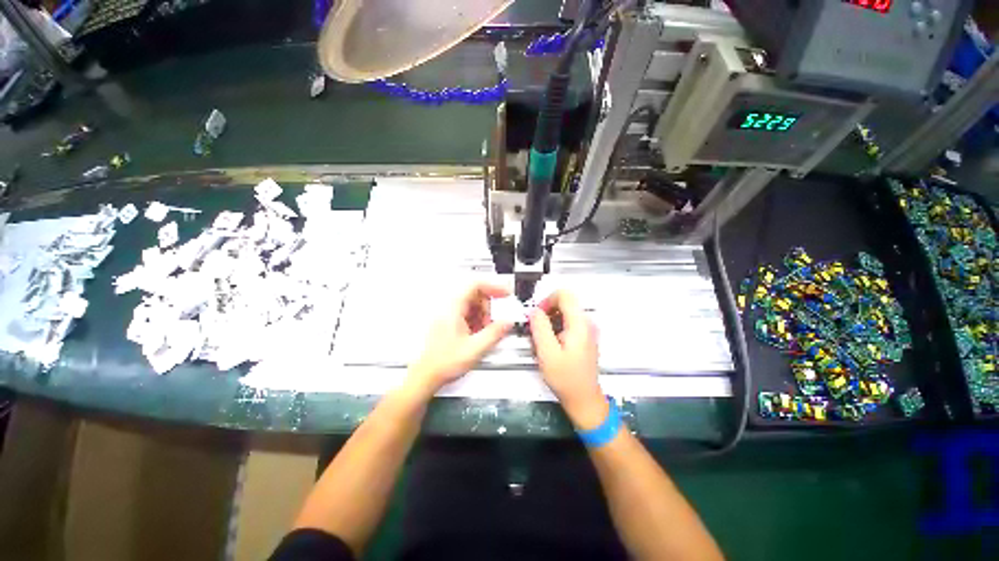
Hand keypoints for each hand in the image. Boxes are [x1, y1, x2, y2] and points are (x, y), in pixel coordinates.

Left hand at [408, 282, 512, 395]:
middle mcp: (449, 309)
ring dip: (484, 315)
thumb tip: (508, 322)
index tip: (504, 294)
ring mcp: (449, 316)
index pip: (475, 285)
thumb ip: (495, 333)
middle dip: (489, 306)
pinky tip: (479, 334)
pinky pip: (468, 314)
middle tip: (497, 319)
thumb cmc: (444, 362)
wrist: (427, 375)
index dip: (493, 287)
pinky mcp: (449, 323)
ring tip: (488, 330)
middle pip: (475, 295)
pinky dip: (477, 321)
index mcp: (453, 309)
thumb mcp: (475, 348)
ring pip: (472, 305)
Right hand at [529, 290, 607, 428]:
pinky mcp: (585, 337)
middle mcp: (587, 323)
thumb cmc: (566, 378)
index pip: (564, 294)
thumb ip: (539, 327)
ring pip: (566, 312)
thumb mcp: (547, 353)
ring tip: (542, 338)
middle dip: (547, 310)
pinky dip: (556, 327)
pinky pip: (568, 322)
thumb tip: (534, 310)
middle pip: (565, 302)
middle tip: (536, 328)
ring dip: (550, 320)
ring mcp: (588, 330)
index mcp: (579, 324)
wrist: (584, 399)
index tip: (537, 315)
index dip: (547, 300)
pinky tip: (550, 343)